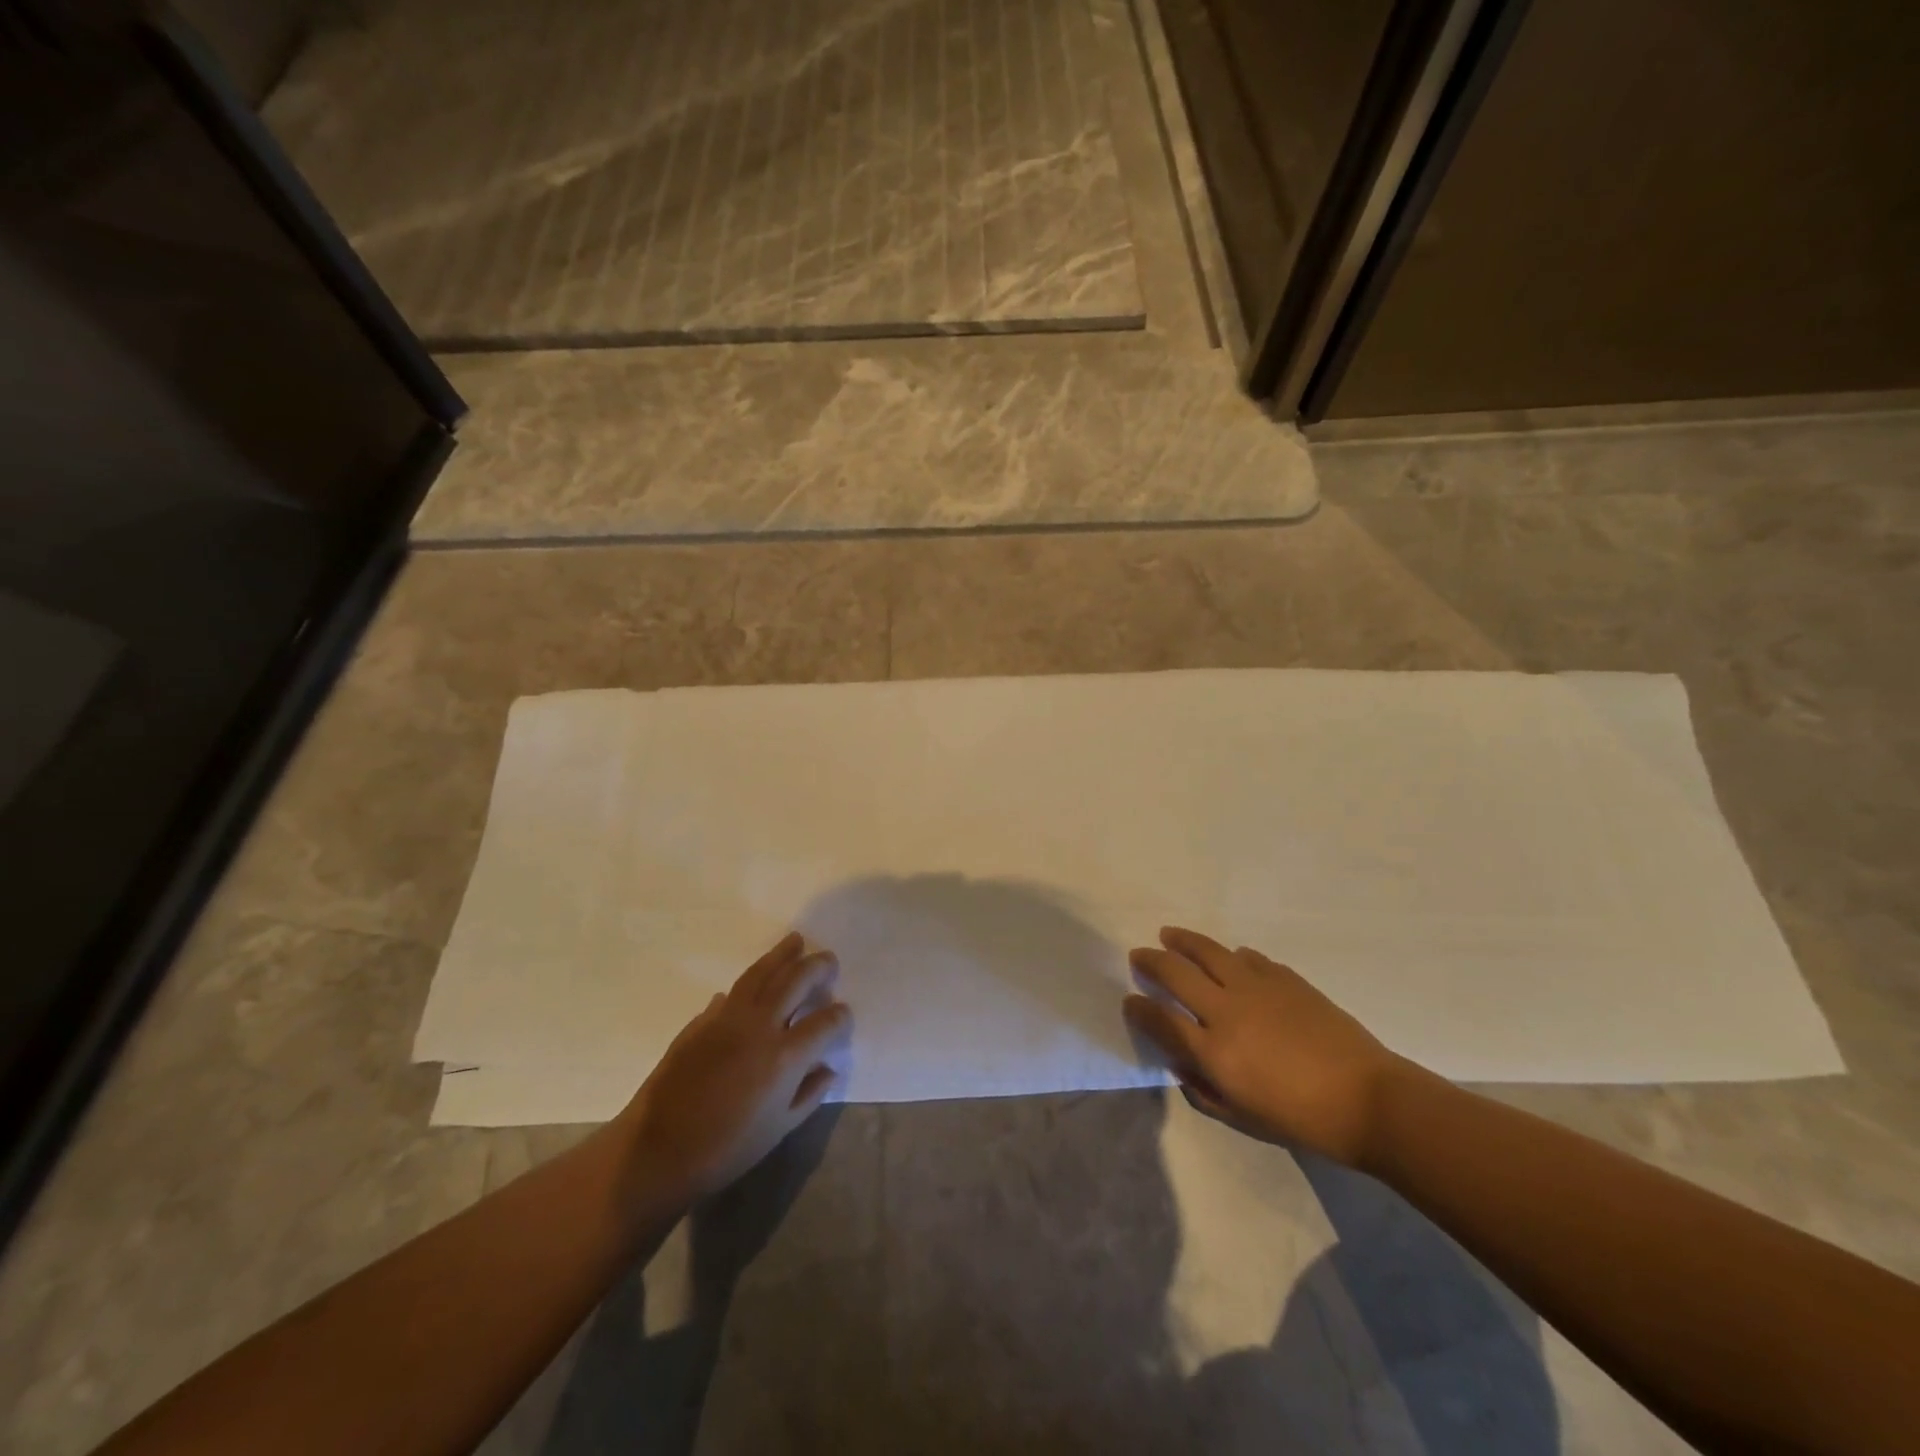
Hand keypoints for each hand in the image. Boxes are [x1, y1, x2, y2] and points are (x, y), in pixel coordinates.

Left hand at [616, 933, 850, 1201]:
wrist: (658, 1151)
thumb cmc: (726, 1149)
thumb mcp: (779, 1129)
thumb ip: (809, 1095)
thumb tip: (827, 1068)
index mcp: (785, 1057)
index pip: (825, 1023)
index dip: (840, 1016)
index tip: (844, 1014)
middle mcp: (760, 1027)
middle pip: (795, 981)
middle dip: (817, 966)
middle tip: (828, 959)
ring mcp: (727, 1019)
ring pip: (761, 974)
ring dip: (781, 955)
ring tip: (795, 941)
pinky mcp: (701, 1022)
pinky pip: (731, 993)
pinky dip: (748, 983)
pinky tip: (756, 981)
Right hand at [1124, 926, 1404, 1166]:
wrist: (1369, 1101)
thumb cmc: (1302, 1121)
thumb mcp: (1243, 1119)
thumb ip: (1204, 1091)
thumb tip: (1182, 1064)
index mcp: (1214, 1052)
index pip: (1160, 1019)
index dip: (1139, 1009)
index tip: (1129, 1000)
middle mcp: (1227, 1010)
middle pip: (1175, 973)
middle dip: (1150, 962)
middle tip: (1139, 956)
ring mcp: (1257, 988)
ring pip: (1208, 951)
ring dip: (1183, 941)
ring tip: (1170, 935)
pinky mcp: (1285, 978)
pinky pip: (1248, 957)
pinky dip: (1232, 955)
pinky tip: (1231, 958)